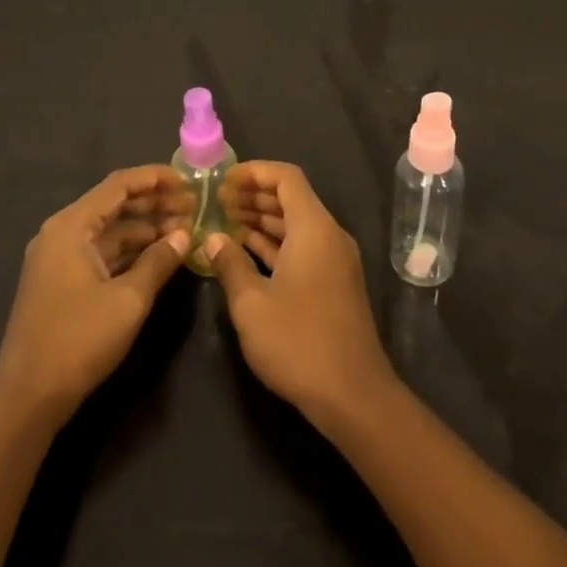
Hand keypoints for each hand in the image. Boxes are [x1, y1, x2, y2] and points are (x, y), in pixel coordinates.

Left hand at [0, 166, 192, 422]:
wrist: (27, 398)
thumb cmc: (78, 340)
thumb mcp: (128, 300)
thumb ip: (159, 261)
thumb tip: (185, 235)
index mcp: (71, 226)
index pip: (119, 185)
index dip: (156, 178)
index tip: (189, 181)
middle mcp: (62, 232)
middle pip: (114, 204)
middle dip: (155, 203)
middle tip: (194, 207)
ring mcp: (60, 257)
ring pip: (109, 229)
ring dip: (145, 228)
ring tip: (184, 231)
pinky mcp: (62, 280)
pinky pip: (102, 251)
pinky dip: (130, 250)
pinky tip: (159, 255)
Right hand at [206, 161, 396, 428]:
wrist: (353, 394)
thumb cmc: (298, 342)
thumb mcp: (252, 304)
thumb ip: (230, 264)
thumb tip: (213, 238)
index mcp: (314, 228)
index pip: (286, 178)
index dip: (254, 172)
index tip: (223, 180)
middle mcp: (329, 235)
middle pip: (292, 198)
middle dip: (254, 195)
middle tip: (217, 201)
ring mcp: (335, 260)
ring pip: (297, 224)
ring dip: (263, 220)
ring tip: (225, 222)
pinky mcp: (334, 282)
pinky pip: (303, 247)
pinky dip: (276, 244)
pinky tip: (247, 252)